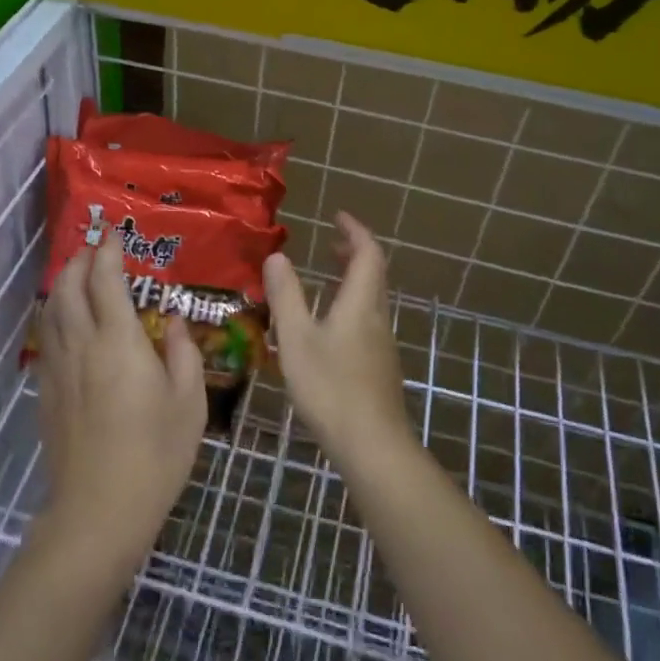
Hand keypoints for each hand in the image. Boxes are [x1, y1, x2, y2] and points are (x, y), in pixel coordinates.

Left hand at [35, 239, 206, 566]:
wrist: (99, 510)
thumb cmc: (156, 454)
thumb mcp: (189, 402)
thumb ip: (183, 352)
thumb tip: (174, 321)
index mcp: (120, 341)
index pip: (106, 280)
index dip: (108, 252)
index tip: (115, 235)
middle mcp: (82, 345)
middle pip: (70, 287)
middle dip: (80, 261)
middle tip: (95, 249)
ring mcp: (59, 368)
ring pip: (52, 311)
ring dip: (63, 285)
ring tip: (78, 276)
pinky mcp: (47, 392)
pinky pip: (47, 338)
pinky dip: (55, 316)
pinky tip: (66, 323)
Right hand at [264, 212, 412, 461]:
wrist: (371, 444)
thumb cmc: (330, 387)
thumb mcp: (296, 338)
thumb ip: (286, 296)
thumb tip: (277, 256)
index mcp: (361, 303)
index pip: (368, 253)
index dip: (355, 231)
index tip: (337, 216)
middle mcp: (378, 317)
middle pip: (374, 273)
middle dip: (355, 252)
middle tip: (331, 243)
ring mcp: (382, 343)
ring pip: (373, 298)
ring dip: (354, 278)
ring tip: (329, 276)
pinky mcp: (380, 366)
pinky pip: (369, 319)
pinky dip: (352, 304)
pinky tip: (331, 324)